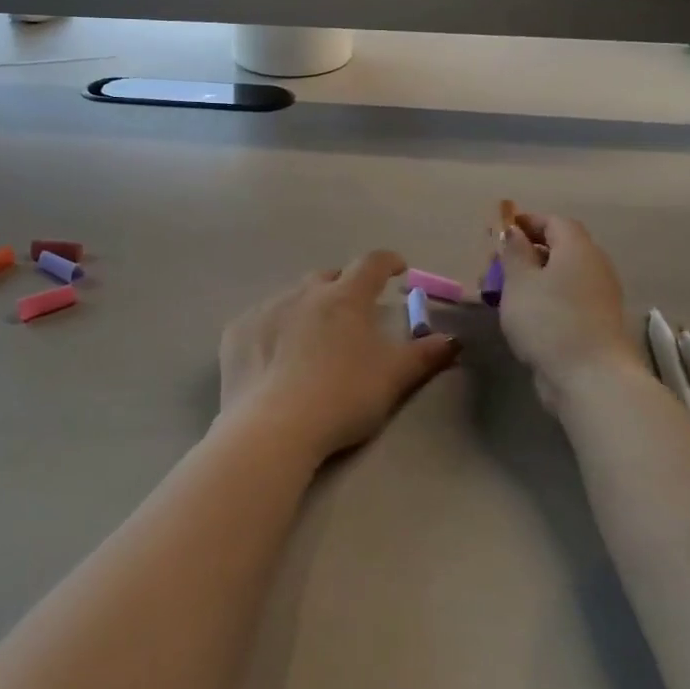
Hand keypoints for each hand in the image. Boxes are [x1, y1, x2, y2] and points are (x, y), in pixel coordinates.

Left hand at [219, 251, 457, 461]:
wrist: (273, 426)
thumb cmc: (343, 396)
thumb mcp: (394, 378)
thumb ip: (425, 355)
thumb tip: (452, 340)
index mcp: (345, 297)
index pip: (371, 264)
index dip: (388, 262)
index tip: (398, 270)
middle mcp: (303, 292)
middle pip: (328, 278)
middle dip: (343, 287)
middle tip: (353, 311)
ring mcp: (265, 309)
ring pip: (292, 297)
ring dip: (306, 308)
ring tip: (311, 337)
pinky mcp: (237, 331)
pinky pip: (260, 320)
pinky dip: (273, 329)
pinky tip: (274, 356)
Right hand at [495, 214, 640, 392]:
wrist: (590, 377)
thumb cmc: (548, 320)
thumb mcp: (519, 282)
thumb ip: (514, 252)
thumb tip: (513, 231)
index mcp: (578, 249)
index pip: (555, 222)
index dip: (528, 222)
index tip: (501, 231)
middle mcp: (595, 266)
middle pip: (561, 248)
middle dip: (528, 251)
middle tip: (497, 265)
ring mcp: (600, 296)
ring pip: (563, 275)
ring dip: (535, 277)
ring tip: (505, 292)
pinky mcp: (598, 322)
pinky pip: (568, 297)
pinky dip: (547, 297)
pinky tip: (526, 315)